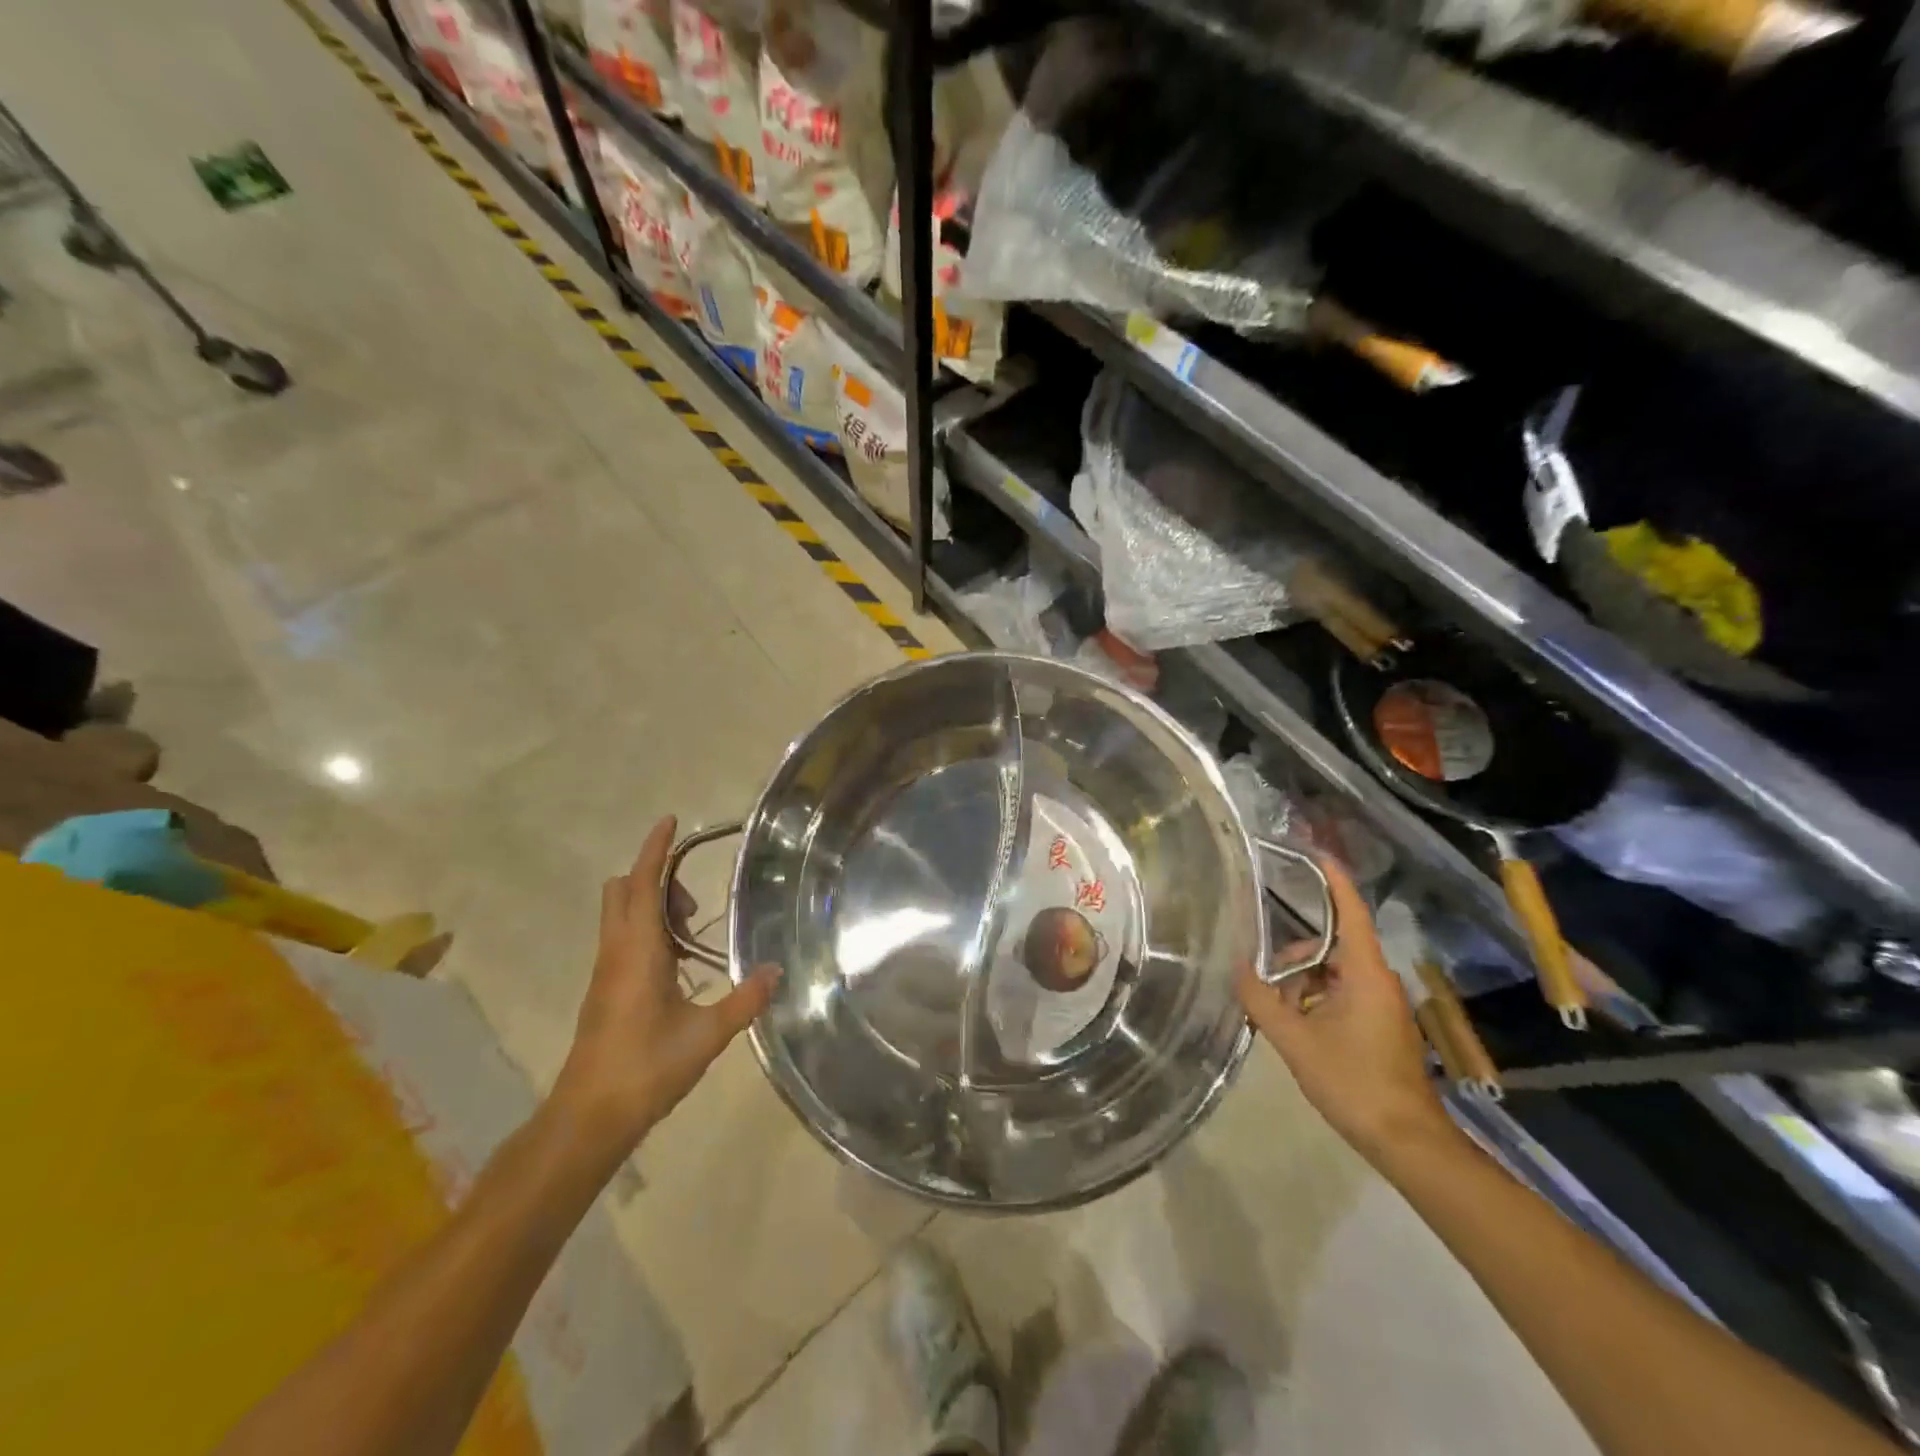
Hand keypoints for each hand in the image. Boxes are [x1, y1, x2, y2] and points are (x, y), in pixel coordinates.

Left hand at [554, 815, 777, 1154]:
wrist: (588, 1118)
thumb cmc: (645, 1069)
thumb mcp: (706, 1035)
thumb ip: (744, 999)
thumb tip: (777, 970)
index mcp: (637, 952)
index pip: (641, 885)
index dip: (654, 851)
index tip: (669, 821)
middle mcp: (615, 953)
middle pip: (623, 892)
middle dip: (656, 879)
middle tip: (695, 904)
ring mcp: (604, 972)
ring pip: (620, 915)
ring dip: (652, 906)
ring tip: (693, 933)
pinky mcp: (603, 991)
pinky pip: (623, 939)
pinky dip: (647, 931)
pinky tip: (678, 964)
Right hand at [1236, 857, 1449, 1163]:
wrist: (1407, 1141)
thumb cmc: (1354, 1083)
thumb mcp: (1296, 1041)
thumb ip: (1262, 1000)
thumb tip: (1238, 967)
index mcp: (1365, 974)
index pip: (1351, 912)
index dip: (1334, 881)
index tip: (1315, 853)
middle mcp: (1378, 981)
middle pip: (1333, 945)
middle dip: (1295, 955)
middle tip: (1264, 976)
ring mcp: (1383, 1005)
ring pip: (1335, 973)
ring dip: (1303, 983)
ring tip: (1276, 1011)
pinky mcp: (1382, 1026)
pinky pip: (1343, 995)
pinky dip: (1316, 1000)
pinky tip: (1295, 1027)